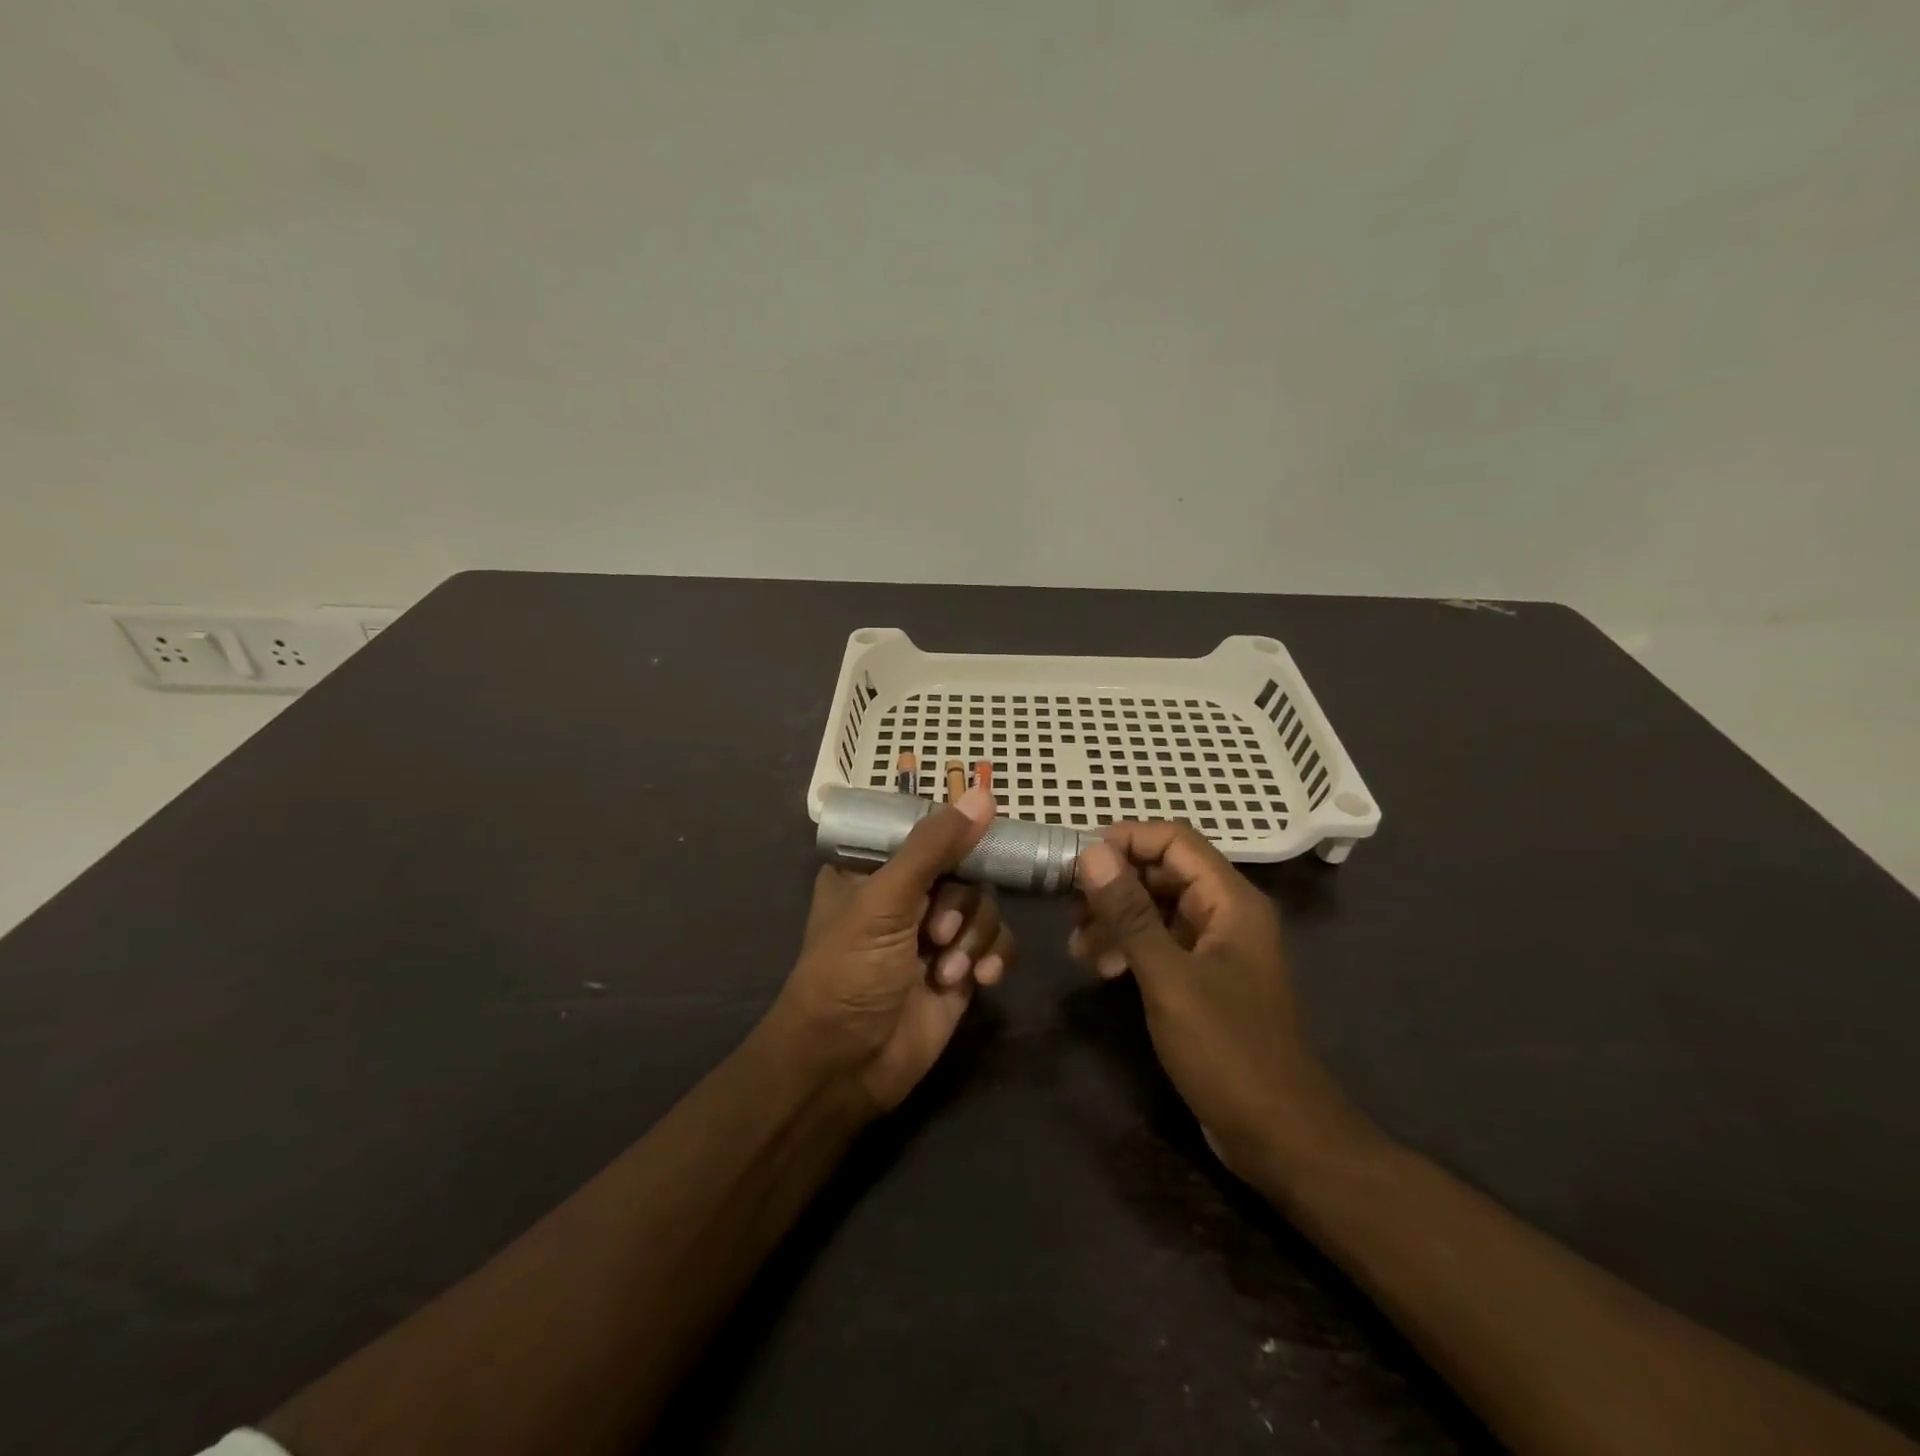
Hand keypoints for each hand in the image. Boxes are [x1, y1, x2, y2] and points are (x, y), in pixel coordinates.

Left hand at [773, 787, 1014, 1115]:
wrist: (847, 1066)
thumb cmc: (850, 971)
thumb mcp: (885, 900)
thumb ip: (934, 847)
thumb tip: (983, 794)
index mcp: (874, 868)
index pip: (925, 831)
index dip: (953, 835)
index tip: (976, 842)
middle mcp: (907, 895)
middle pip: (965, 868)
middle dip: (960, 904)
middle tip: (938, 934)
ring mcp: (936, 933)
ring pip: (985, 905)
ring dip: (975, 937)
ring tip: (949, 971)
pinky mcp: (961, 968)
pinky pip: (998, 942)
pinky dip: (995, 955)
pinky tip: (982, 978)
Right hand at [1070, 822, 1367, 1185]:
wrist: (1280, 1135)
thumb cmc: (1227, 1050)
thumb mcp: (1168, 978)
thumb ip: (1129, 913)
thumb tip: (1091, 852)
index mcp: (1231, 900)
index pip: (1174, 840)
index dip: (1125, 840)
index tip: (1076, 862)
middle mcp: (1227, 913)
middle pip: (1164, 872)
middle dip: (1114, 884)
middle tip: (1068, 909)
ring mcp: (1218, 947)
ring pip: (1159, 908)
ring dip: (1116, 918)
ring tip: (1077, 947)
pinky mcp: (1206, 977)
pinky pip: (1163, 942)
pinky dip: (1131, 946)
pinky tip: (1102, 968)